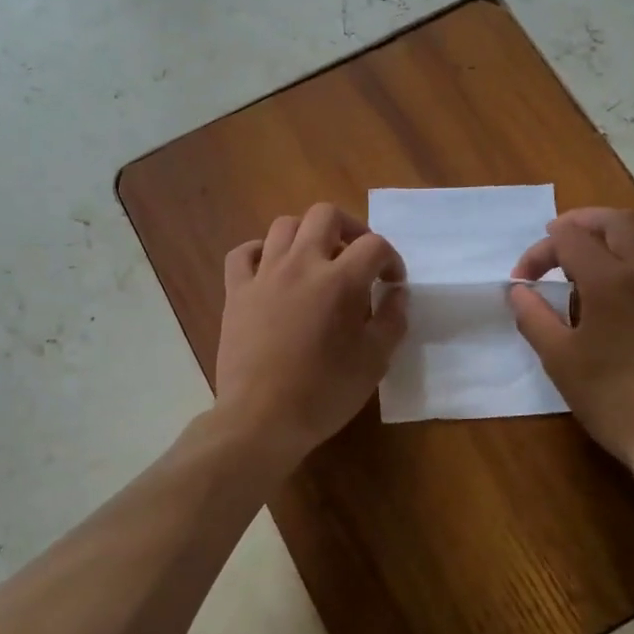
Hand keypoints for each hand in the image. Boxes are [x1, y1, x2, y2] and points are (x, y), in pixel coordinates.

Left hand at [211, 202, 407, 463]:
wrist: (261, 418)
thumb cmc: (324, 393)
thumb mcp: (374, 362)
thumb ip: (391, 320)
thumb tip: (397, 293)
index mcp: (340, 281)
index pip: (374, 245)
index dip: (391, 259)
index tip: (392, 283)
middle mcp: (300, 265)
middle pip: (325, 215)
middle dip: (350, 228)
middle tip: (357, 257)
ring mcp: (263, 275)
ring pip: (284, 226)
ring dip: (307, 235)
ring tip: (317, 261)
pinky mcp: (235, 291)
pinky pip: (243, 253)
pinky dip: (260, 251)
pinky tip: (272, 269)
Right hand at [508, 208, 633, 476]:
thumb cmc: (611, 398)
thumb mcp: (558, 359)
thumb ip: (533, 316)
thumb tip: (518, 290)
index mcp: (609, 280)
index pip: (568, 239)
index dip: (539, 252)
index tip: (524, 279)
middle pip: (616, 220)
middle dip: (582, 223)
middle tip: (560, 240)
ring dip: (628, 231)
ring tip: (609, 250)